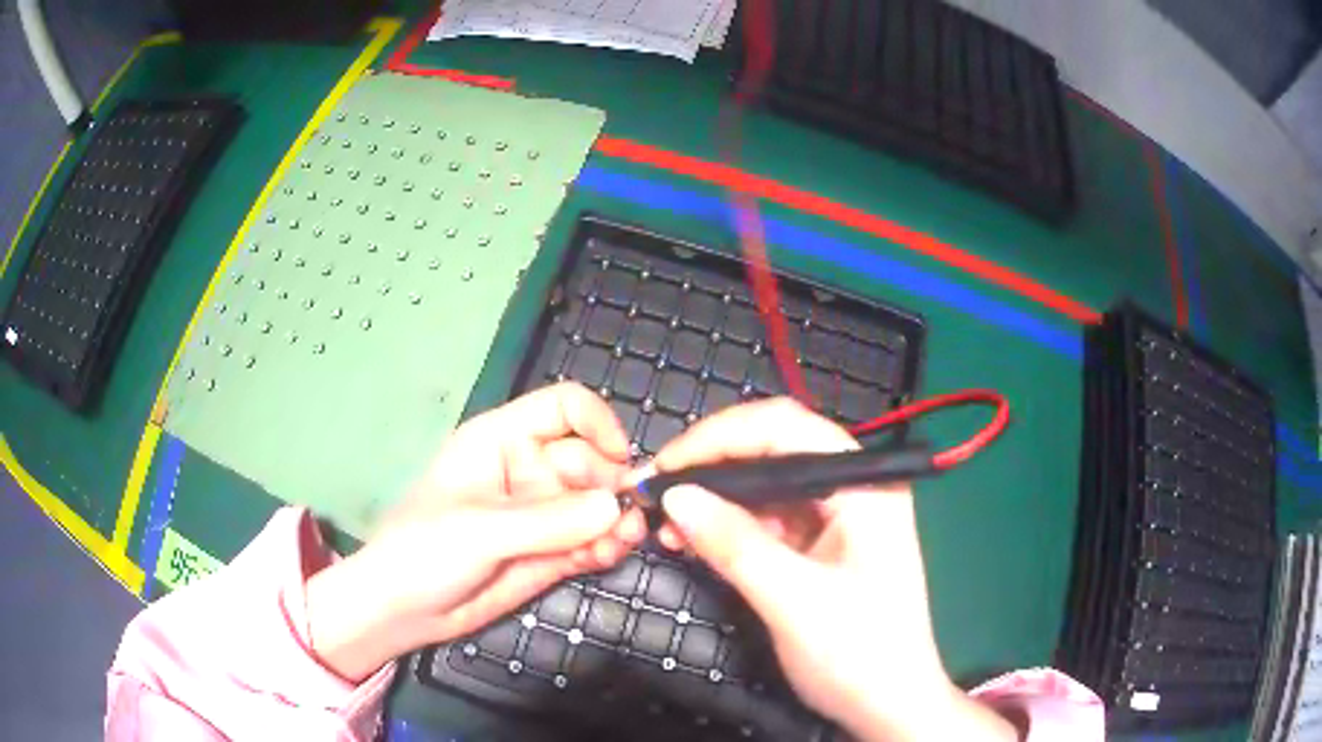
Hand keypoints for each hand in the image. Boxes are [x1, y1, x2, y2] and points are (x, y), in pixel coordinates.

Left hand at [306, 383, 646, 680]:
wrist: (402, 610)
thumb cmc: (424, 550)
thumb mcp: (480, 530)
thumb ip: (547, 521)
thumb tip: (616, 508)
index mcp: (501, 440)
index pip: (563, 408)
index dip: (597, 424)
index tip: (620, 460)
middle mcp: (527, 470)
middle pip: (590, 459)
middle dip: (614, 485)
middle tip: (629, 518)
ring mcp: (541, 514)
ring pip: (597, 504)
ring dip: (617, 520)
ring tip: (623, 543)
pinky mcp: (550, 552)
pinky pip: (591, 540)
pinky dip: (606, 546)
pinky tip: (607, 557)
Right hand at [654, 398, 1016, 741]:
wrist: (889, 705)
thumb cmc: (858, 654)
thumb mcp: (794, 602)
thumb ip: (735, 546)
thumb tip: (674, 496)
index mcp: (864, 486)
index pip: (787, 428)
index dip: (720, 437)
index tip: (666, 466)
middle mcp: (852, 489)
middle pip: (774, 449)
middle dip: (711, 467)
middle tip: (655, 492)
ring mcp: (837, 517)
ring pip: (764, 486)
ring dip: (713, 500)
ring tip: (665, 524)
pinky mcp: (820, 545)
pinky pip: (767, 520)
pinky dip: (727, 527)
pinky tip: (693, 541)